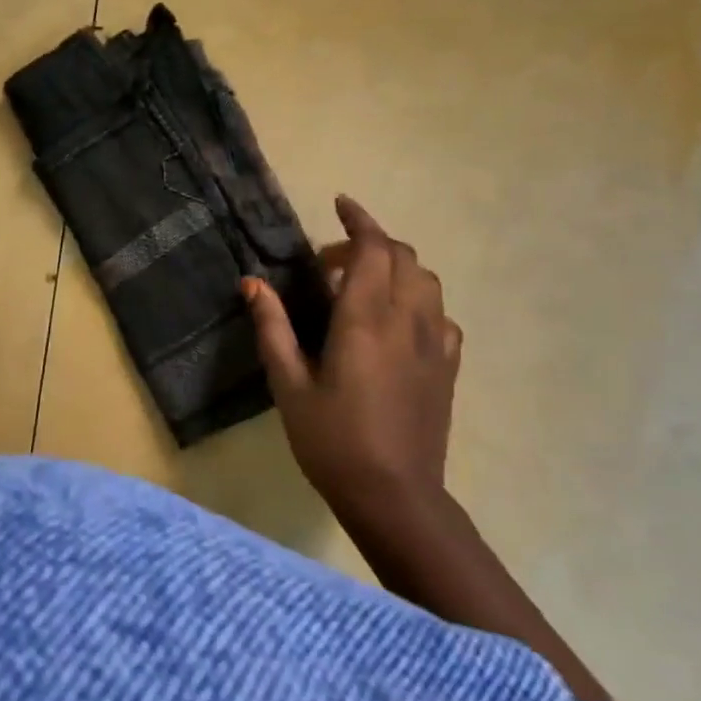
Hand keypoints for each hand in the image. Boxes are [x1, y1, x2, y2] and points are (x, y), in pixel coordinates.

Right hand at [241, 196, 461, 516]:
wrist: (395, 497)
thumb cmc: (332, 441)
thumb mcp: (289, 384)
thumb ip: (272, 327)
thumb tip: (252, 282)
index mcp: (365, 318)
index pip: (373, 248)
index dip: (359, 220)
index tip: (341, 204)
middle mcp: (407, 320)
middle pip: (403, 256)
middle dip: (370, 243)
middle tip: (331, 264)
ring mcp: (434, 343)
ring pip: (426, 280)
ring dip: (396, 268)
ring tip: (363, 288)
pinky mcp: (447, 366)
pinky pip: (440, 314)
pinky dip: (419, 301)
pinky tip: (396, 324)